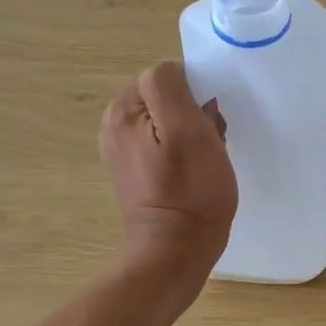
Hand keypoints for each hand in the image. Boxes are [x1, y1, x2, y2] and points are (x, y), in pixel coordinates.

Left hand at [98, 61, 236, 281]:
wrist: (176, 252)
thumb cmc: (190, 190)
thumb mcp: (186, 129)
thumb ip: (172, 87)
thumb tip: (175, 73)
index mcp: (122, 110)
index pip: (166, 76)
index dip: (195, 93)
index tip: (209, 121)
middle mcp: (116, 126)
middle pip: (168, 98)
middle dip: (194, 114)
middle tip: (210, 142)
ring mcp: (125, 151)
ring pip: (172, 121)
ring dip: (194, 133)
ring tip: (206, 159)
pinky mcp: (138, 172)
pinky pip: (168, 144)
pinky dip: (186, 151)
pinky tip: (197, 171)